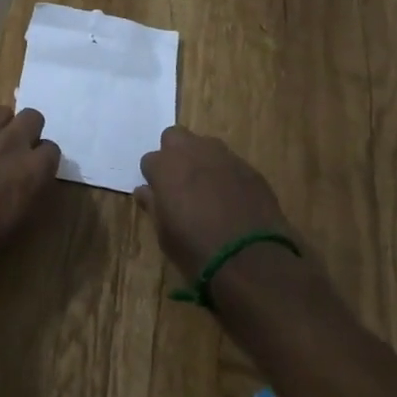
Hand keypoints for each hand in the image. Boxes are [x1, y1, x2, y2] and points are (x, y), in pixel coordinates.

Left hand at [0, 106, 61, 260]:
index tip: (35, 170)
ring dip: (3, 126)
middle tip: (18, 151)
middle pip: (33, 117)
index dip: (43, 160)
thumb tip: (36, 178)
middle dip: (29, 131)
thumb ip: (35, 190)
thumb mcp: (24, 220)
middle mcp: (12, 142)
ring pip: (3, 112)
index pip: (52, 149)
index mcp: (33, 167)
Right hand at [137, 126, 295, 280]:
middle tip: (180, 182)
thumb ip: (153, 205)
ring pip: (205, 145)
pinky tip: (232, 198)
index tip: (160, 195)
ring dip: (201, 160)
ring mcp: (224, 156)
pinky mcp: (249, 168)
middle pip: (175, 137)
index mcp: (165, 166)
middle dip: (174, 154)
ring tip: (207, 188)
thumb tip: (145, 191)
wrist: (251, 260)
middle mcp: (192, 152)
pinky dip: (226, 174)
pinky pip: (230, 163)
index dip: (154, 178)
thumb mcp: (164, 234)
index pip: (149, 160)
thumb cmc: (196, 249)